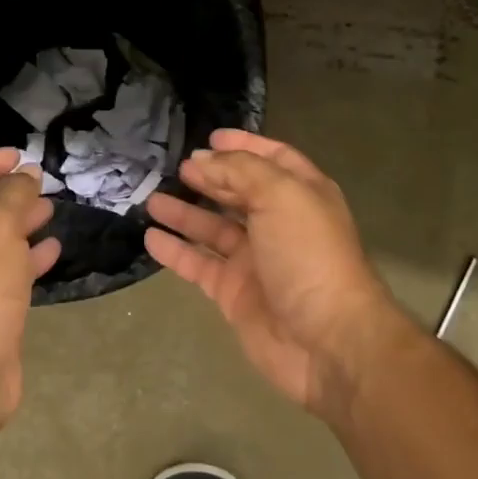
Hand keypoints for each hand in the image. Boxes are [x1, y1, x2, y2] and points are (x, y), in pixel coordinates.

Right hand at [143, 129, 412, 418]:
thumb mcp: (280, 195)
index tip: (210, 137)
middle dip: (210, 177)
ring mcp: (255, 260)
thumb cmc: (308, 255)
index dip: (244, 145)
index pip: (272, 159)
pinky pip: (199, 265)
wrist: (326, 340)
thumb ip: (239, 170)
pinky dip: (176, 251)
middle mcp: (279, 223)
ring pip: (213, 229)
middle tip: (175, 167)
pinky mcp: (235, 293)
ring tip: (152, 199)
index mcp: (301, 194)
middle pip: (239, 192)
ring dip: (185, 213)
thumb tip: (201, 160)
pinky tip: (151, 237)